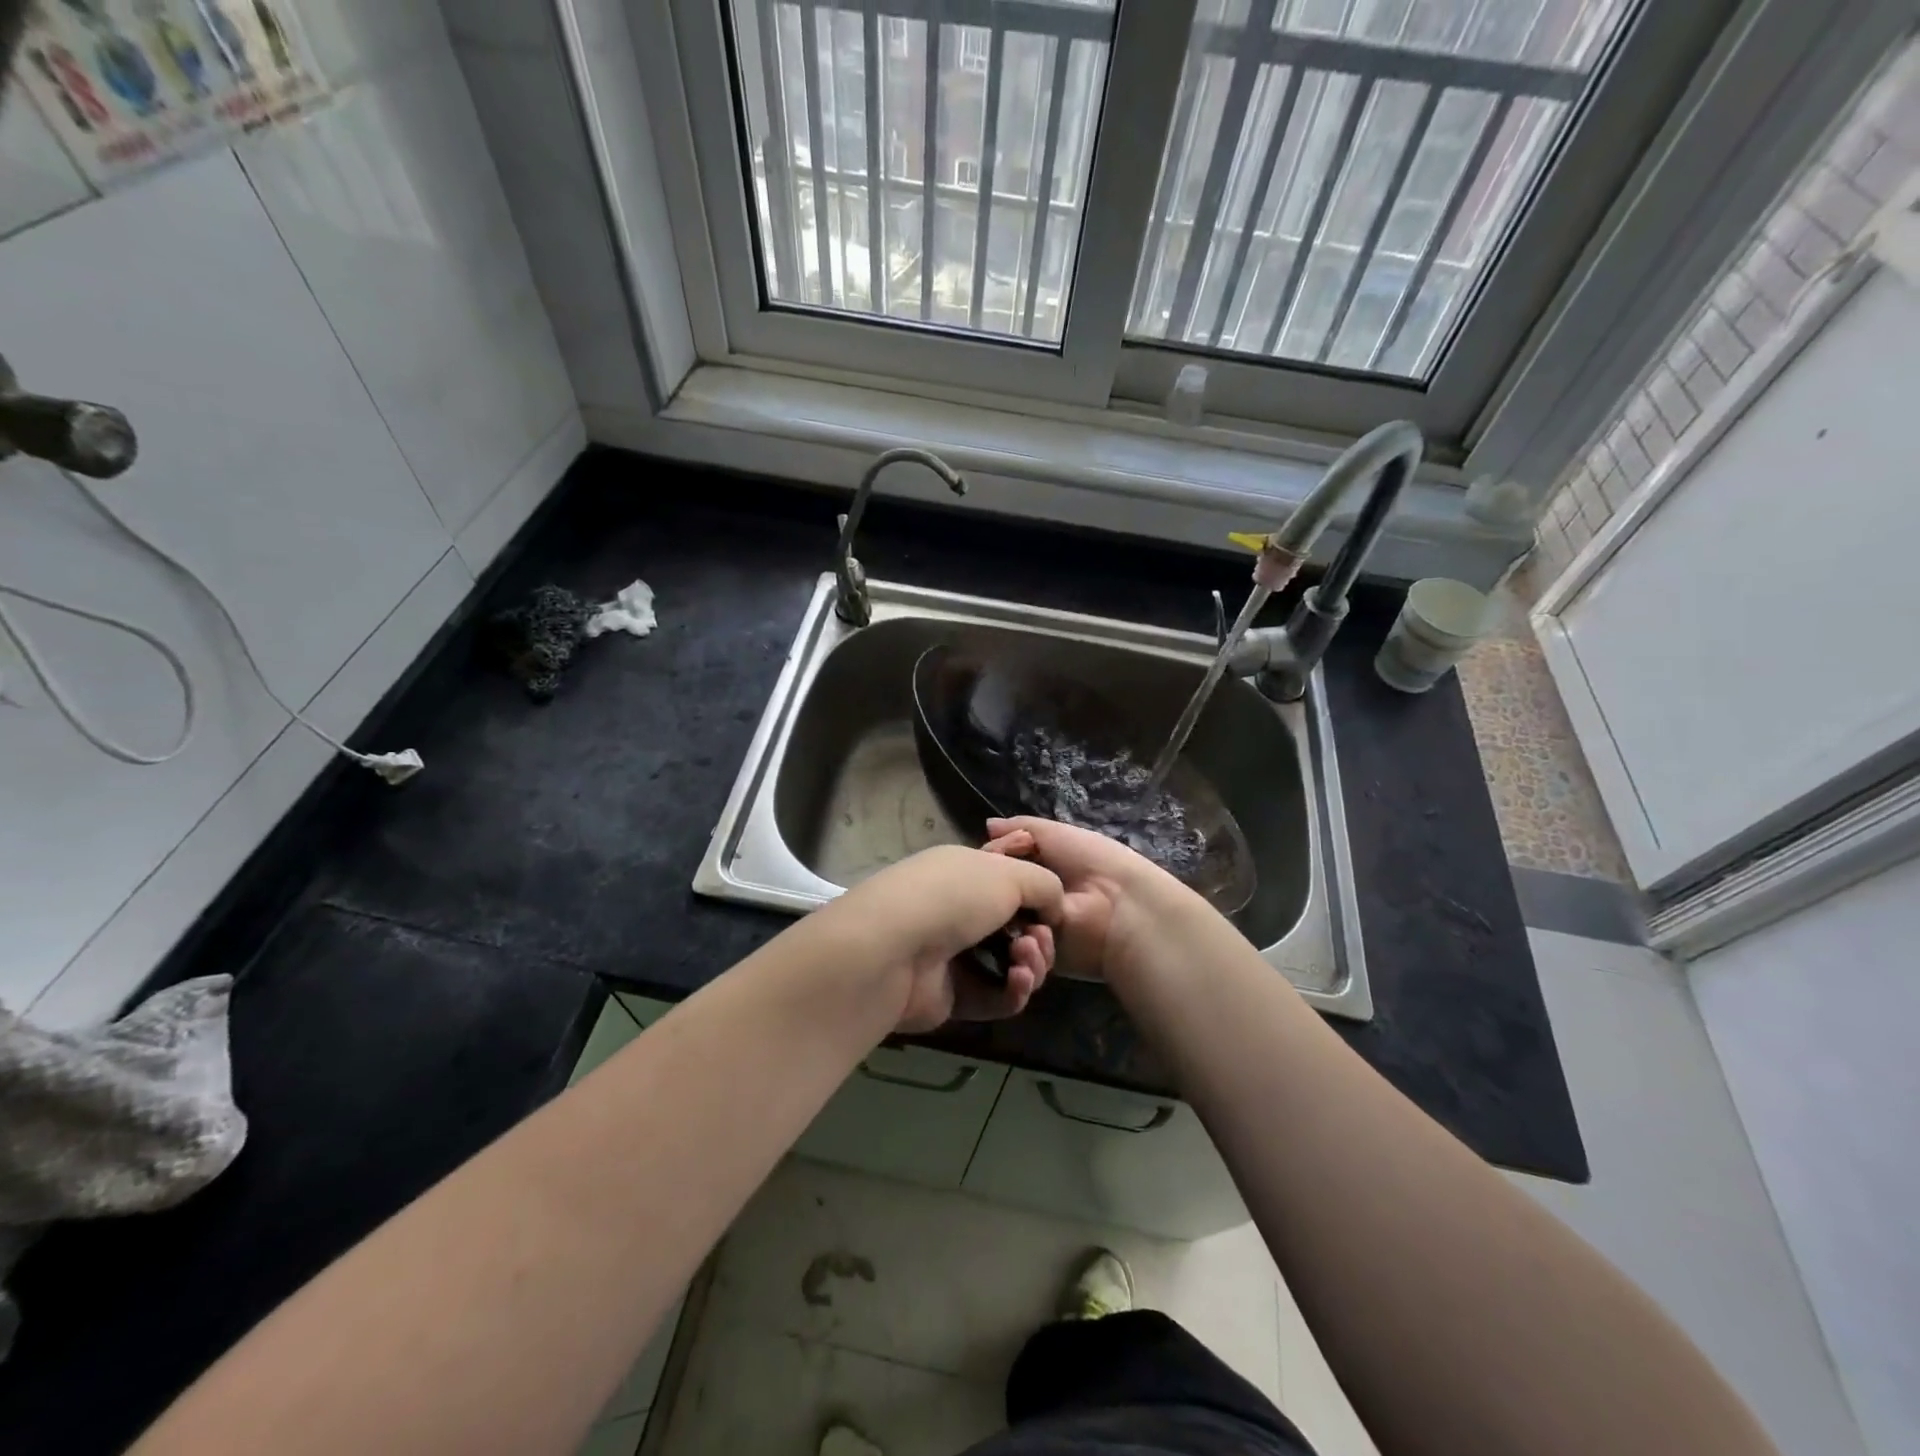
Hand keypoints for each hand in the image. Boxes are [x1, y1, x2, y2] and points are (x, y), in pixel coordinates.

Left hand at [817, 845, 1063, 1032]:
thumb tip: (1053, 907)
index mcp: (964, 871)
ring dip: (1031, 964)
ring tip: (1027, 961)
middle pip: (1014, 927)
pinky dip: (1013, 991)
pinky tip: (1019, 982)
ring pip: (1008, 964)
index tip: (1053, 905)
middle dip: (1039, 935)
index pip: (1008, 880)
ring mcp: (951, 955)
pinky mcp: (950, 996)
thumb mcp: (1008, 874)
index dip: (1036, 894)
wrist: (892, 949)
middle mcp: (956, 910)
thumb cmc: (952, 897)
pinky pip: (994, 996)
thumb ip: (1044, 884)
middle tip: (1040, 939)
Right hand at [982, 816, 1194, 980]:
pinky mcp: (1041, 960)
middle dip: (993, 897)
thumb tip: (987, 824)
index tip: (984, 860)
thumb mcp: (1056, 833)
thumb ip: (1021, 827)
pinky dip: (1020, 950)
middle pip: (996, 898)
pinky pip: (1017, 957)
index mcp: (1038, 868)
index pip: (999, 865)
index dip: (990, 861)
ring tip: (1020, 924)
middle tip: (992, 896)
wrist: (1124, 908)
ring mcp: (1035, 931)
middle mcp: (1032, 899)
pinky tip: (1029, 941)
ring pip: (1001, 928)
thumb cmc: (1093, 863)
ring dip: (1005, 925)